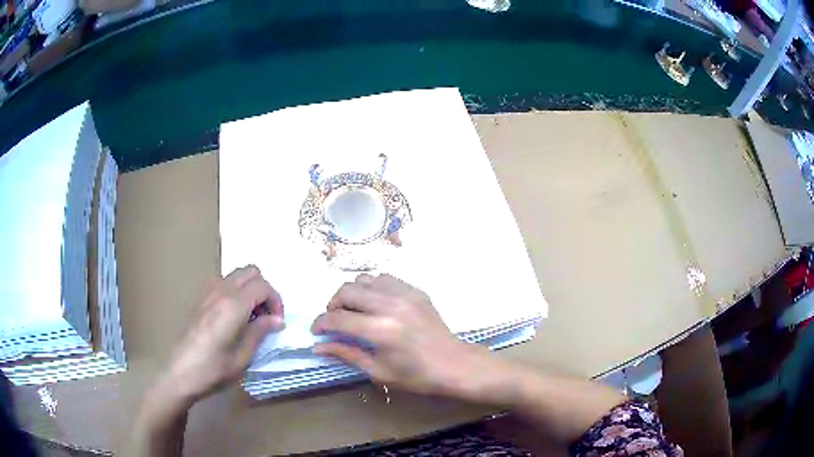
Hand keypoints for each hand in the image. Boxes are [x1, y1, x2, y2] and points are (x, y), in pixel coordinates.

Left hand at [163, 265, 283, 403]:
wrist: (180, 373)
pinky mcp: (200, 298)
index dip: (276, 301)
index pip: (263, 286)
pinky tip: (233, 316)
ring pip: (236, 275)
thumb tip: (278, 320)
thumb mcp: (243, 357)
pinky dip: (235, 291)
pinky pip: (223, 283)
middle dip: (264, 290)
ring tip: (251, 317)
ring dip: (249, 289)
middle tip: (267, 315)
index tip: (278, 322)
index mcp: (233, 305)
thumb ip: (260, 332)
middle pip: (251, 272)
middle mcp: (221, 291)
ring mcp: (208, 292)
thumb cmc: (213, 369)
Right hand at [311, 274, 483, 395]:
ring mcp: (405, 294)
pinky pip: (385, 278)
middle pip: (347, 290)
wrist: (454, 364)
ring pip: (365, 279)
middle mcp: (390, 305)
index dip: (321, 323)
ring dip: (352, 293)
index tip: (317, 331)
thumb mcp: (378, 371)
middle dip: (333, 305)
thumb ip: (346, 354)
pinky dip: (372, 287)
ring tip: (354, 310)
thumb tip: (318, 347)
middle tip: (334, 320)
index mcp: (380, 330)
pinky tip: (375, 304)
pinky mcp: (416, 290)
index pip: (338, 318)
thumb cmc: (416, 375)